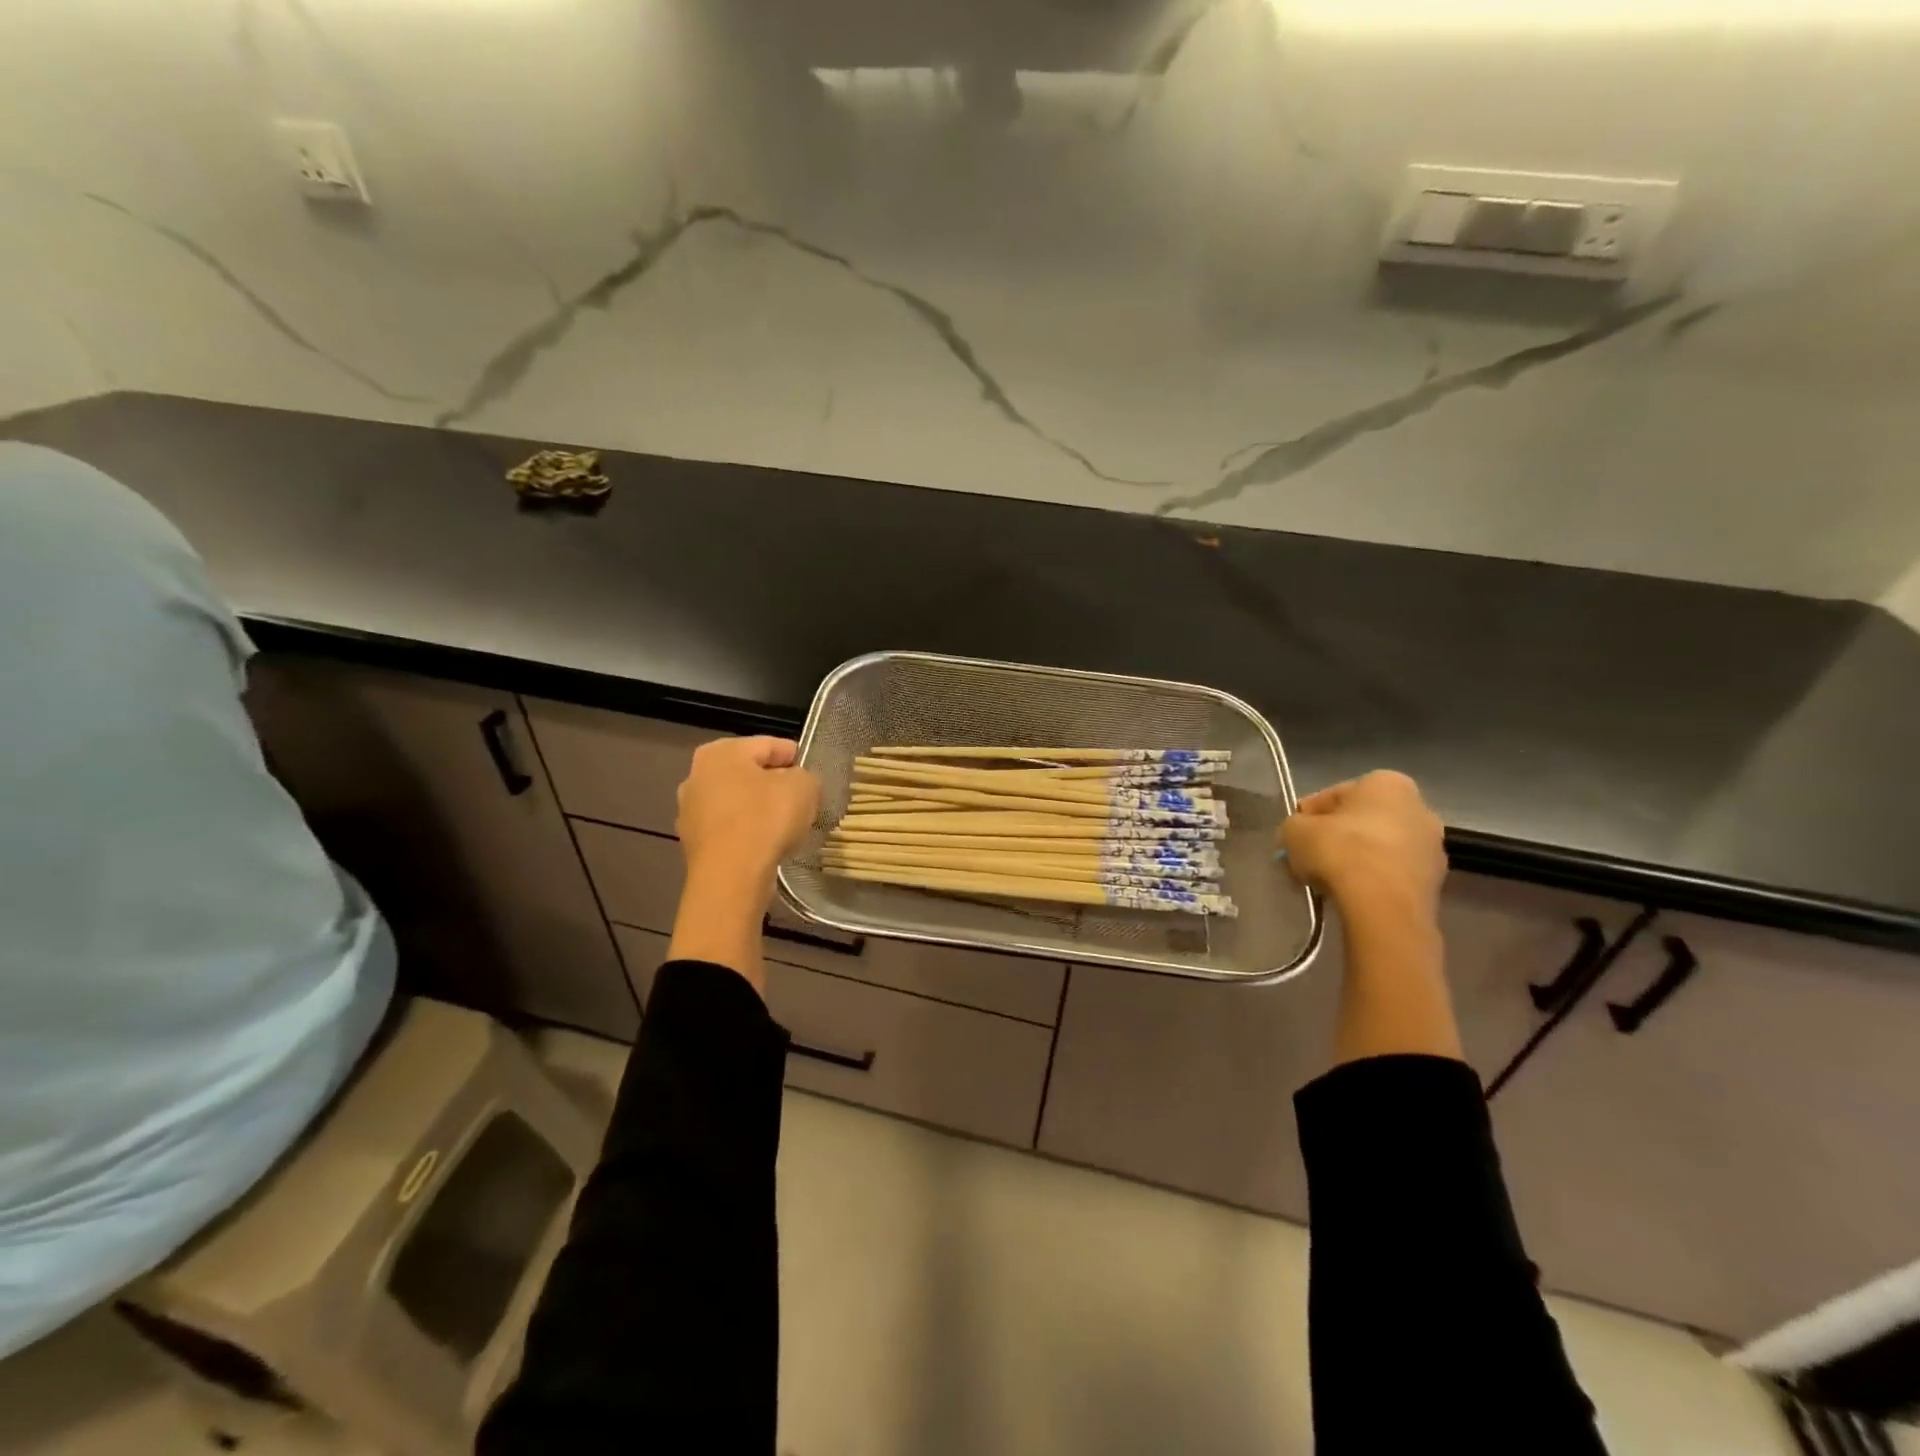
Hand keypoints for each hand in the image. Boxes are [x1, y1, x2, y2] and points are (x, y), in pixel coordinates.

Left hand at [676, 736, 819, 889]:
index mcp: (722, 751)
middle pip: (749, 773)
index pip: (770, 745)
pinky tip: (765, 845)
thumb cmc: (766, 819)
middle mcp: (697, 774)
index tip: (813, 776)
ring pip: (737, 802)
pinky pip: (729, 828)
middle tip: (801, 801)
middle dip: (774, 784)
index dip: (796, 758)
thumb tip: (795, 782)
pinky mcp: (692, 842)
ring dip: (759, 809)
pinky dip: (746, 832)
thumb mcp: (804, 787)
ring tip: (785, 826)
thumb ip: (804, 776)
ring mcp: (690, 810)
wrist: (731, 876)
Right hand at [1282, 770, 1446, 920]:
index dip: (1308, 816)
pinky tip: (1351, 895)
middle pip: (1362, 821)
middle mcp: (1419, 807)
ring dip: (1355, 859)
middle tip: (1309, 858)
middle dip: (1336, 837)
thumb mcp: (1294, 830)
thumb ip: (1294, 826)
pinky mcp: (1435, 881)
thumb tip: (1299, 836)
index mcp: (1387, 782)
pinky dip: (1373, 880)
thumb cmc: (1340, 851)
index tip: (1294, 836)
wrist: (1384, 906)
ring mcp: (1432, 846)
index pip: (1334, 795)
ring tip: (1327, 881)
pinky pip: (1392, 874)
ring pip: (1379, 848)